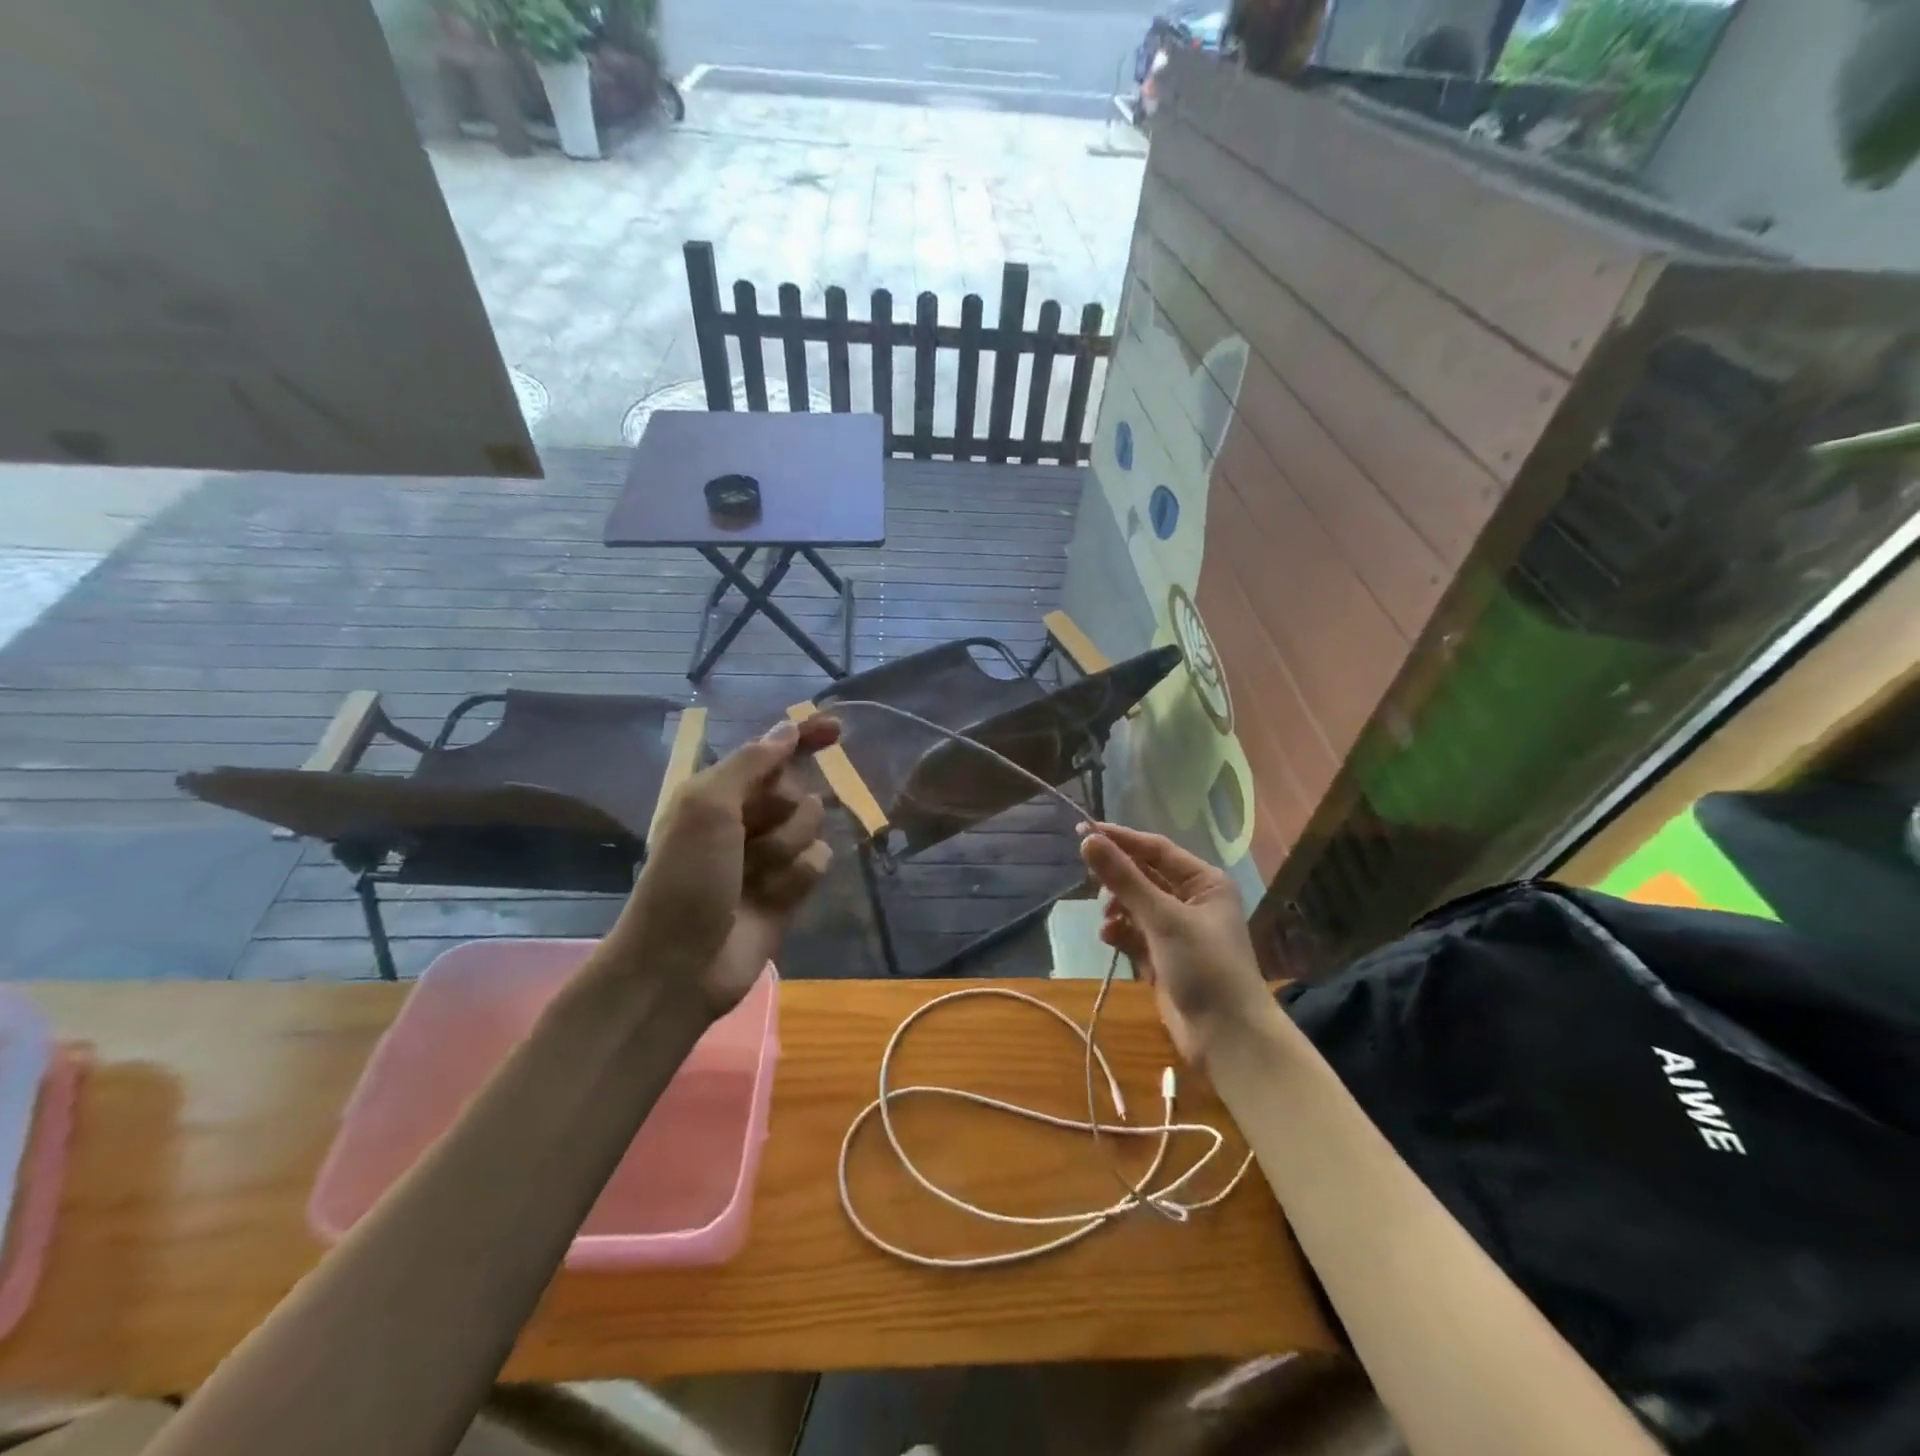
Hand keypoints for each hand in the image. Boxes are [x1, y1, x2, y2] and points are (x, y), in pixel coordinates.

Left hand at [610, 716, 840, 1017]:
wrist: (679, 965)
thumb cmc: (686, 877)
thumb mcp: (708, 806)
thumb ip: (752, 763)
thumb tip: (787, 728)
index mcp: (717, 793)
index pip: (770, 753)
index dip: (802, 738)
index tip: (837, 730)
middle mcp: (744, 819)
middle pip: (796, 789)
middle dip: (784, 808)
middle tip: (753, 834)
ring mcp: (767, 857)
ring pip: (811, 827)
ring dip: (787, 846)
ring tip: (756, 876)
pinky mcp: (788, 891)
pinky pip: (817, 863)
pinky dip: (799, 876)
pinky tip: (775, 896)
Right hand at [1078, 822, 1270, 1062]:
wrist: (1228, 1038)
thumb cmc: (1204, 966)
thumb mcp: (1163, 918)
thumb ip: (1124, 879)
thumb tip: (1088, 840)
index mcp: (1204, 882)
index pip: (1155, 849)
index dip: (1120, 839)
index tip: (1083, 830)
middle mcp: (1192, 901)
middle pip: (1144, 876)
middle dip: (1118, 880)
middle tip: (1093, 883)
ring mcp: (1178, 931)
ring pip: (1136, 905)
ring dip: (1117, 909)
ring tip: (1107, 920)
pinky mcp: (1164, 958)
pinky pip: (1135, 933)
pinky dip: (1120, 933)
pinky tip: (1109, 938)